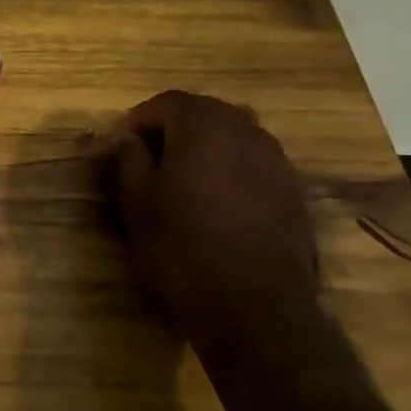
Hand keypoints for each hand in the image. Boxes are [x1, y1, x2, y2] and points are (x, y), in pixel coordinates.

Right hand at [106, 91, 319, 355]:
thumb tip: (127, 137)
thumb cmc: (181, 248)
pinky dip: (228, 170)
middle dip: (171, 129)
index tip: (118, 146)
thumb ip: (130, 159)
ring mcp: (276, 161)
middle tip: (145, 160)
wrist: (254, 308)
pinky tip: (212, 202)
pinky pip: (252, 163)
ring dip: (202, 148)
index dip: (137, 120)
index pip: (165, 103)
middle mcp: (247, 131)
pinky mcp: (292, 191)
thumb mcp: (137, 203)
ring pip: (231, 137)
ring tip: (178, 181)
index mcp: (204, 126)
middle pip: (203, 113)